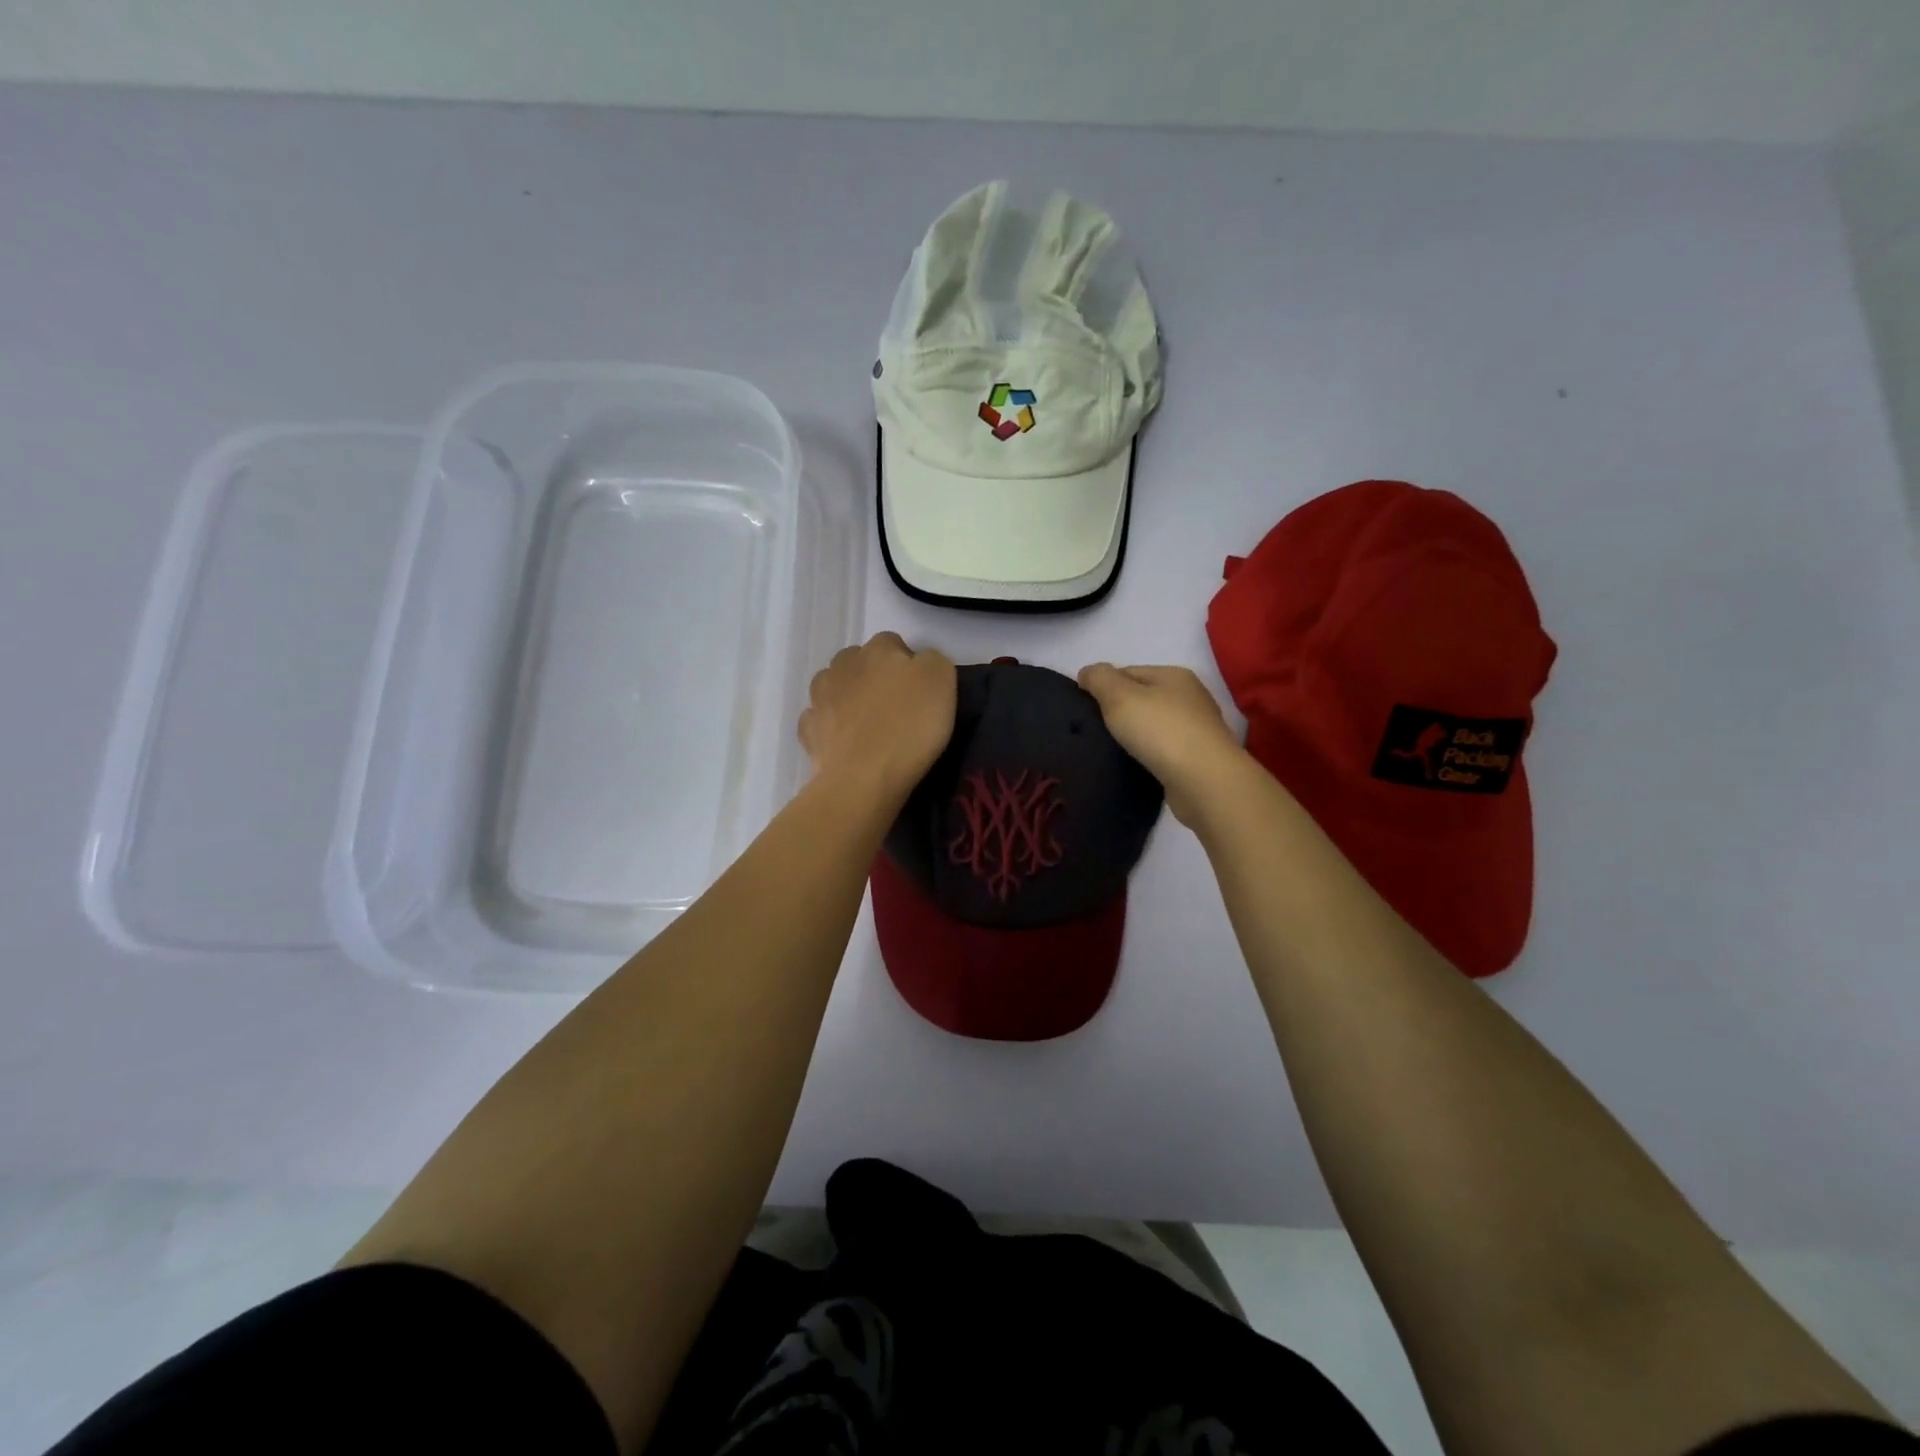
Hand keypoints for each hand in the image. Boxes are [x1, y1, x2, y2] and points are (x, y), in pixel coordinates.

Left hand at [800, 633, 956, 803]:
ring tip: (867, 725)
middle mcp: (842, 665)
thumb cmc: (909, 726)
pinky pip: (820, 720)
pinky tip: (846, 742)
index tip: (920, 692)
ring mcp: (820, 698)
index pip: (893, 644)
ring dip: (847, 698)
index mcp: (877, 649)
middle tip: (895, 707)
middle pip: (859, 662)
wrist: (864, 778)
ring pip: (834, 687)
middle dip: (873, 677)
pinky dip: (831, 727)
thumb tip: (919, 663)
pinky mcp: (808, 731)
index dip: (908, 665)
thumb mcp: (942, 680)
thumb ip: (932, 660)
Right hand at [1077, 663, 1243, 825]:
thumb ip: (1099, 678)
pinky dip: (1148, 754)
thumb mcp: (1119, 696)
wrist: (1204, 781)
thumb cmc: (1160, 731)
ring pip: (1153, 724)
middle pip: (1142, 697)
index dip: (1103, 686)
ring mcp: (1197, 729)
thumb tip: (1087, 672)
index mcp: (1173, 675)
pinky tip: (1136, 764)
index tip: (1084, 709)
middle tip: (1094, 731)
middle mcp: (1190, 697)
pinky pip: (1163, 749)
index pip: (1128, 671)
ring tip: (1111, 750)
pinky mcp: (1198, 758)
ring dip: (1133, 734)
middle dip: (1118, 711)